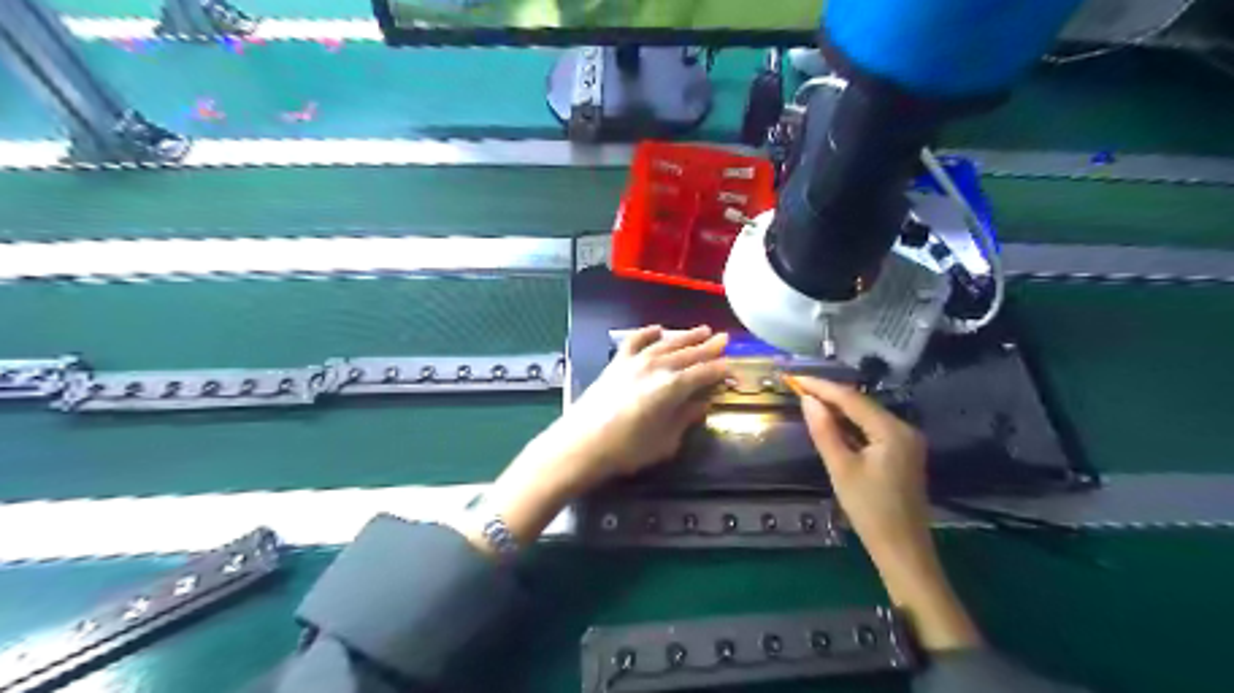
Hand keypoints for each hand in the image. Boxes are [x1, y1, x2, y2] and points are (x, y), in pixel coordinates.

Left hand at [540, 328, 724, 488]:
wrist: (582, 444)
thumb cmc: (627, 450)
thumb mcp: (665, 441)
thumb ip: (686, 419)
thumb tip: (702, 403)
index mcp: (673, 387)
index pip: (704, 373)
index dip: (721, 370)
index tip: (732, 368)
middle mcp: (657, 367)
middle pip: (689, 353)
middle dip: (708, 346)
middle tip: (724, 339)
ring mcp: (635, 361)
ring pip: (667, 343)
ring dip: (686, 335)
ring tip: (702, 329)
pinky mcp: (617, 363)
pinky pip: (635, 340)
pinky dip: (648, 333)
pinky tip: (658, 330)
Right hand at [779, 377, 985, 653]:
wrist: (903, 551)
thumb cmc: (870, 510)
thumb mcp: (841, 468)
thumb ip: (825, 431)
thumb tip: (808, 400)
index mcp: (892, 430)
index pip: (852, 399)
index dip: (822, 387)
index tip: (795, 378)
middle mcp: (904, 429)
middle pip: (862, 404)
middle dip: (830, 394)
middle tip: (799, 387)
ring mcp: (906, 442)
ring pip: (867, 416)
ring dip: (839, 409)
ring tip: (810, 400)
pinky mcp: (902, 454)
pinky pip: (872, 429)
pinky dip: (851, 424)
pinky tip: (833, 423)